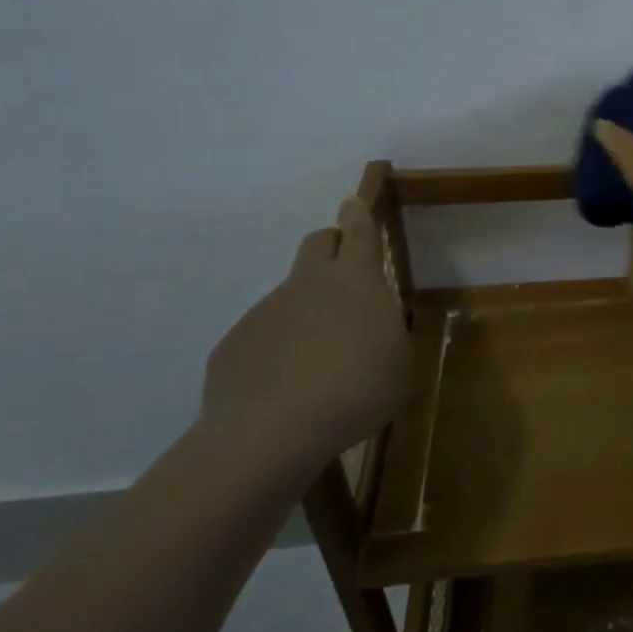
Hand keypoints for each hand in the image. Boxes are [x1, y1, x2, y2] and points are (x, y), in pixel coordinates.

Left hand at [200, 196, 410, 470]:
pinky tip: (286, 388)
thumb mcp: (397, 361)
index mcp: (356, 282)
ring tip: (319, 360)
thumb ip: (386, 332)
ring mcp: (266, 311)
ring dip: (306, 311)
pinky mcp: (235, 343)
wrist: (272, 430)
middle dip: (331, 245)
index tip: (352, 201)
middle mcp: (308, 284)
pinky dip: (278, 349)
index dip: (358, 215)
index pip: (358, 233)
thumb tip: (371, 324)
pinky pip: (263, 335)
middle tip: (345, 272)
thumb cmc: (357, 389)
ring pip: (290, 294)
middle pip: (317, 243)